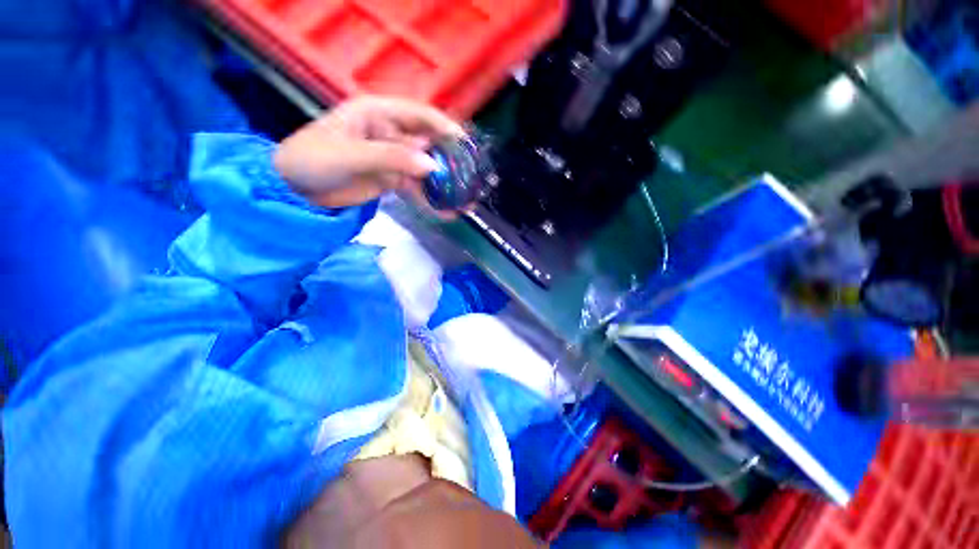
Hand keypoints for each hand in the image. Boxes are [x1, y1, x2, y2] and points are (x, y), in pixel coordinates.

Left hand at [273, 96, 463, 209]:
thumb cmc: (313, 160)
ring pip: (424, 169)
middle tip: (469, 178)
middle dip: (448, 160)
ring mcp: (392, 158)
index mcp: (377, 114)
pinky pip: (416, 188)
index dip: (443, 126)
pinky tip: (445, 211)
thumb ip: (391, 158)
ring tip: (463, 200)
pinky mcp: (391, 179)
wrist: (295, 190)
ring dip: (443, 184)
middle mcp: (390, 133)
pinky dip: (430, 199)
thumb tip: (432, 167)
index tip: (464, 143)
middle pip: (427, 144)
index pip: (418, 114)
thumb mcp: (349, 155)